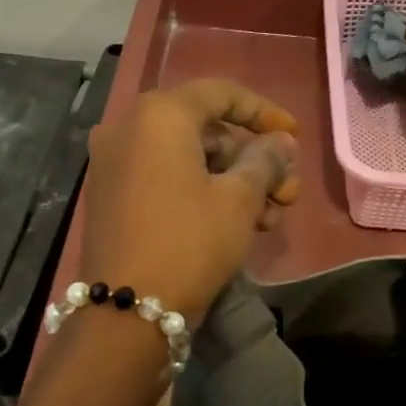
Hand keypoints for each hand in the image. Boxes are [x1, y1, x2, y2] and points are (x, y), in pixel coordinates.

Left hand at [79, 79, 299, 321]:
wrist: (128, 311)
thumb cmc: (189, 242)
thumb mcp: (239, 199)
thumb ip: (265, 160)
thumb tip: (281, 143)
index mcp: (158, 115)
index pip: (221, 94)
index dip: (264, 112)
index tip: (294, 136)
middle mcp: (128, 128)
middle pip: (205, 129)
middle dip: (252, 159)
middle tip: (286, 191)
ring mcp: (114, 163)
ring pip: (188, 158)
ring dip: (233, 181)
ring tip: (270, 218)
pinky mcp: (111, 196)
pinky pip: (165, 178)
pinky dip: (202, 192)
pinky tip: (236, 223)